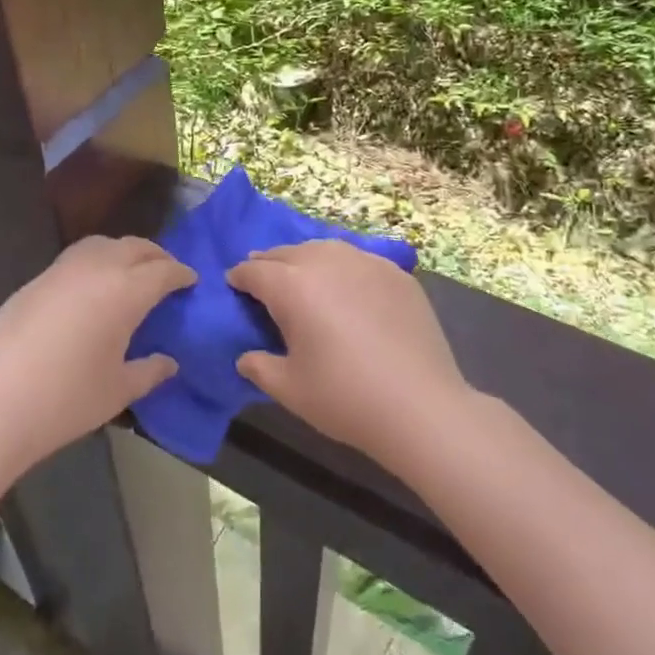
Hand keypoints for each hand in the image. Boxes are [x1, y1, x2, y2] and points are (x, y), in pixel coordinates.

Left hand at [0, 236, 192, 473]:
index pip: (163, 270)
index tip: (192, 280)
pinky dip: (95, 261)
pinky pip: (75, 258)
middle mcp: (96, 268)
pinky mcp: (35, 281)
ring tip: (131, 274)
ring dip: (124, 252)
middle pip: (135, 247)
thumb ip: (149, 371)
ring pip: (102, 244)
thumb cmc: (66, 400)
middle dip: (156, 256)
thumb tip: (169, 362)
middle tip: (167, 273)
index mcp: (126, 290)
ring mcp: (61, 270)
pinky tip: (92, 289)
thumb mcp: (118, 390)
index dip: (181, 273)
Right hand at [228, 240, 469, 471]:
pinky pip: (358, 259)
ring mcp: (365, 263)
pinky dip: (343, 267)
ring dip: (305, 259)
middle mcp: (326, 262)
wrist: (420, 406)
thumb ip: (259, 367)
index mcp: (292, 286)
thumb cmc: (344, 398)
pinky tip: (347, 286)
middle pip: (287, 253)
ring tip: (303, 276)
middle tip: (263, 280)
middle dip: (269, 264)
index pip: (254, 271)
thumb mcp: (289, 389)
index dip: (239, 277)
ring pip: (324, 248)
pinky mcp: (396, 274)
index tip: (234, 285)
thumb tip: (245, 357)